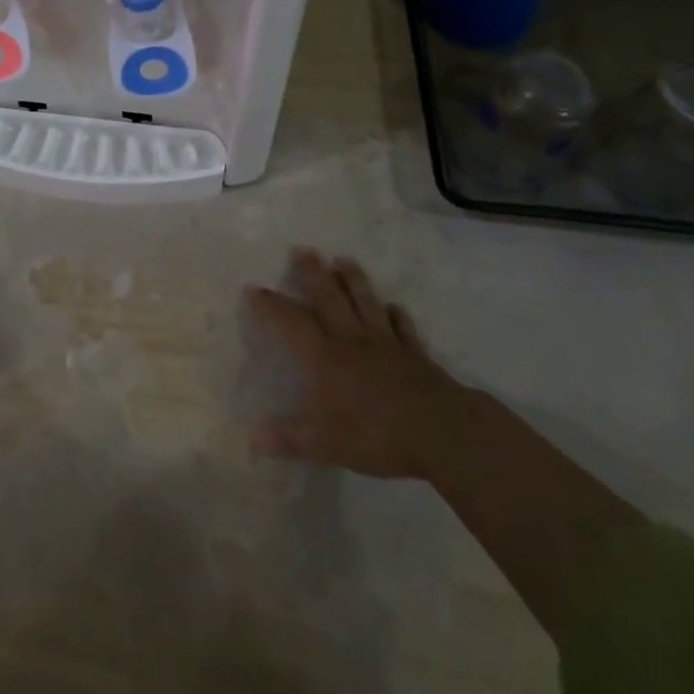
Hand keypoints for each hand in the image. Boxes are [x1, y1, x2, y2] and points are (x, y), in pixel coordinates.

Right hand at [243, 249, 467, 480]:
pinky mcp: (415, 355)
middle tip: (304, 250)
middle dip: (314, 274)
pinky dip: (396, 315)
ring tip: (344, 259)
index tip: (255, 288)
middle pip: (330, 299)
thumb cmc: (376, 434)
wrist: (440, 431)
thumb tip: (253, 438)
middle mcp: (352, 341)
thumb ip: (290, 438)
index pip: (292, 323)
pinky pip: (403, 328)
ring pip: (365, 303)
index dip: (272, 306)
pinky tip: (394, 307)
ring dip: (353, 280)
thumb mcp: (325, 443)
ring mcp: (386, 344)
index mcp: (325, 358)